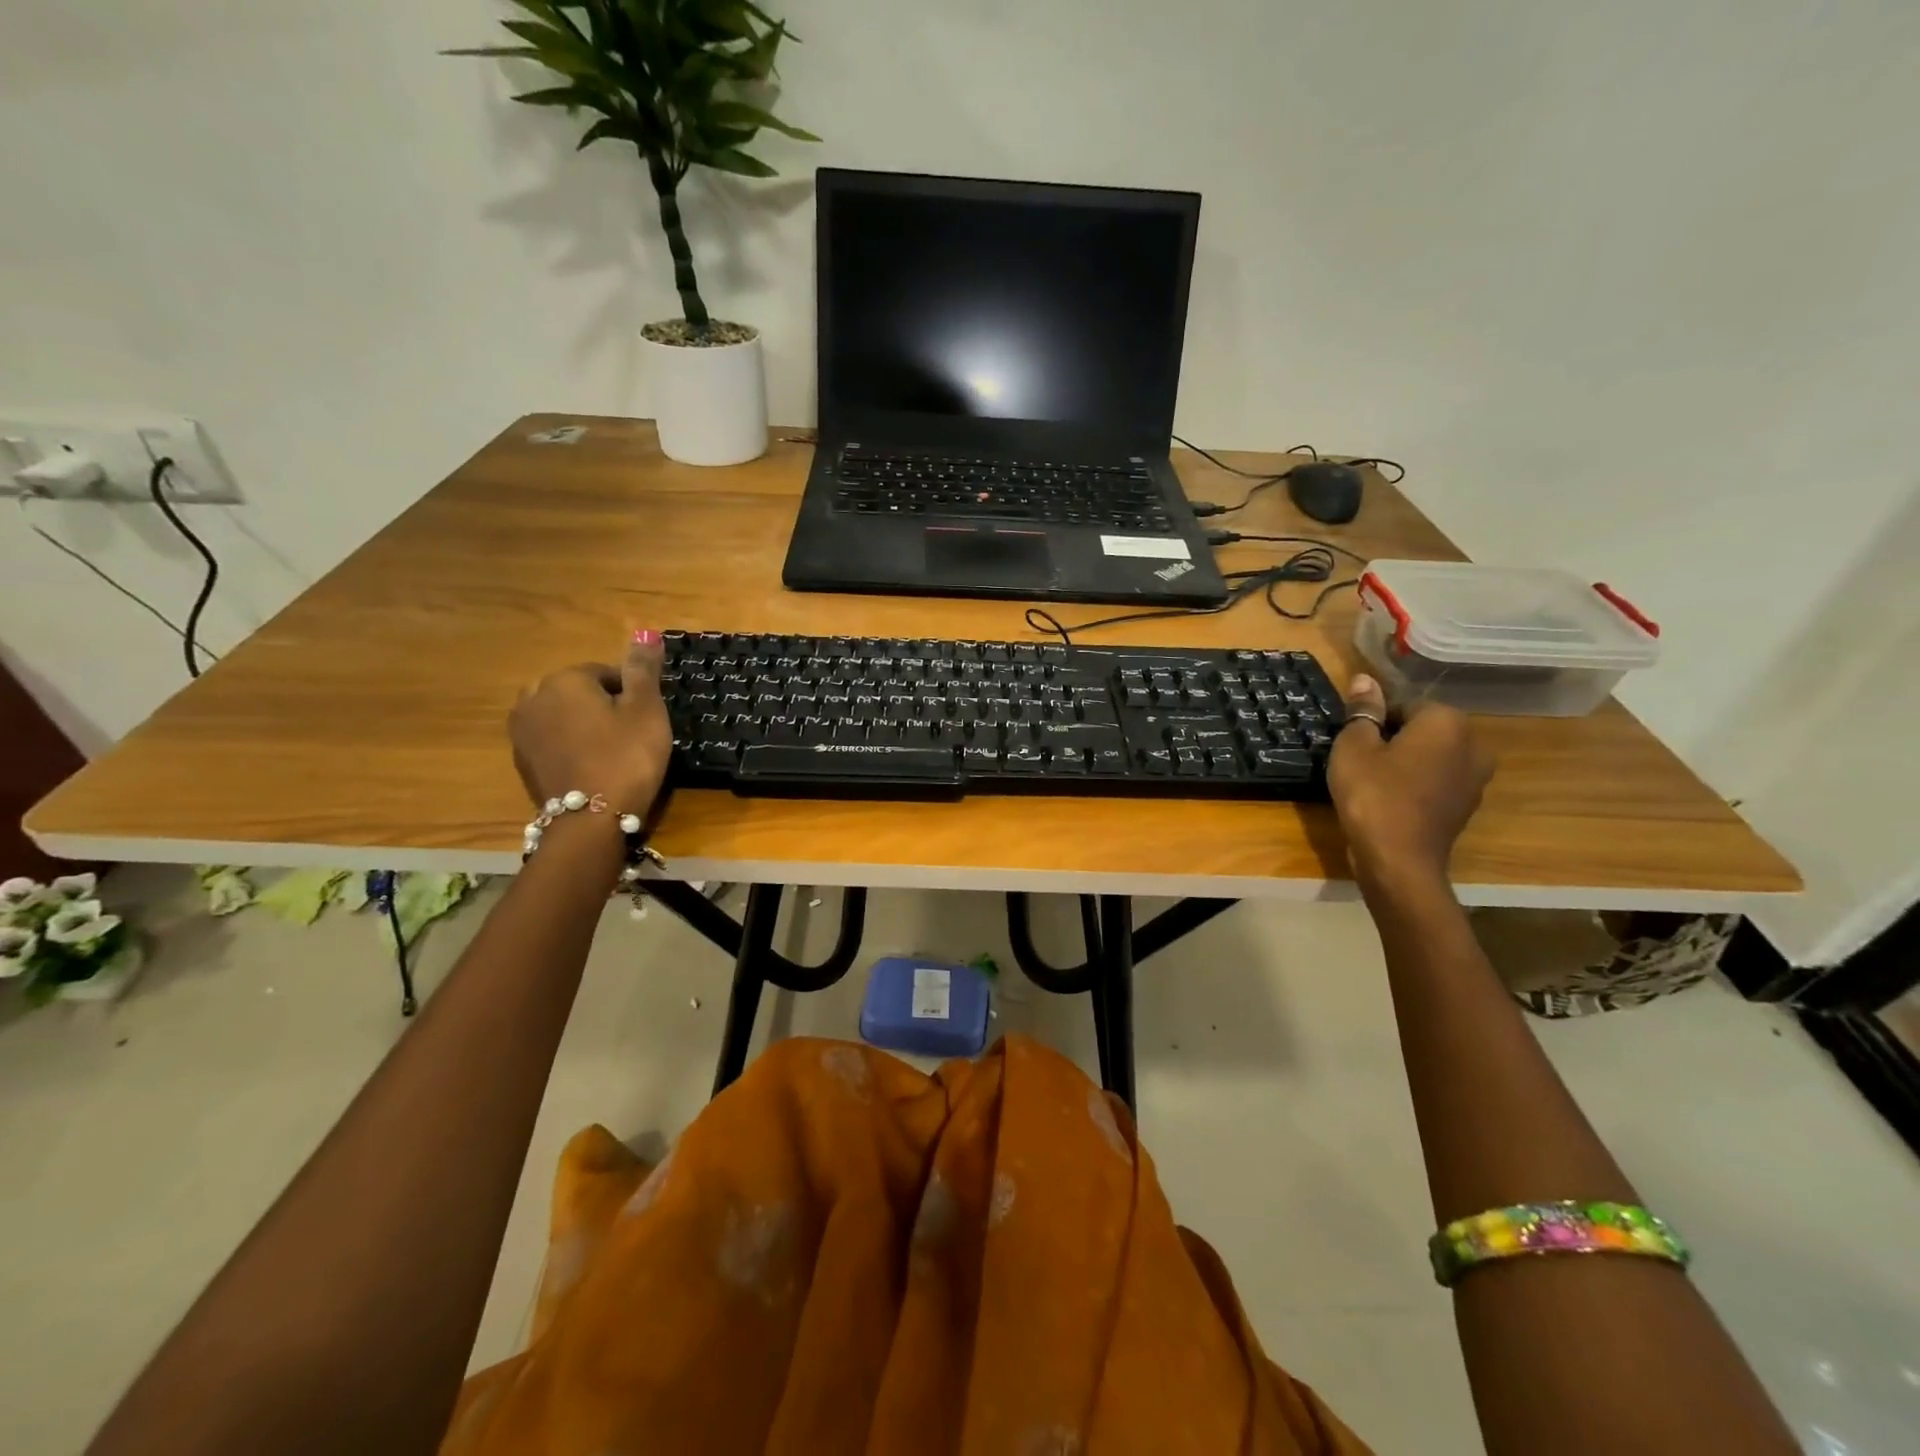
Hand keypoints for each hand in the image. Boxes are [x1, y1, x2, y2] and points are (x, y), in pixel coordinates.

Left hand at [509, 631, 671, 817]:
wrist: (591, 820)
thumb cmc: (627, 757)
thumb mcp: (646, 709)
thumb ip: (643, 669)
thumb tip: (645, 631)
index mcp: (564, 679)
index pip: (606, 673)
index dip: (632, 694)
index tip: (647, 720)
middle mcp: (533, 697)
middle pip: (579, 692)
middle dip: (602, 706)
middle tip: (631, 735)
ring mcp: (521, 731)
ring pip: (562, 716)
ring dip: (584, 726)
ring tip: (611, 752)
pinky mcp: (521, 761)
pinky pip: (551, 741)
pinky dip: (570, 747)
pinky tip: (591, 767)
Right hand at [1327, 674, 1492, 892]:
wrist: (1398, 860)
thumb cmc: (1372, 794)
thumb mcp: (1354, 747)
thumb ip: (1363, 711)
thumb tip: (1366, 680)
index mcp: (1447, 721)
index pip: (1406, 704)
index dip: (1375, 720)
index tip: (1354, 740)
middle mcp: (1473, 744)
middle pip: (1423, 730)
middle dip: (1394, 739)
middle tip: (1359, 759)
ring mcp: (1475, 779)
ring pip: (1432, 757)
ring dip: (1406, 763)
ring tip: (1372, 781)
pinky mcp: (1466, 807)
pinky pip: (1436, 783)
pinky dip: (1415, 786)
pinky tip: (1389, 801)